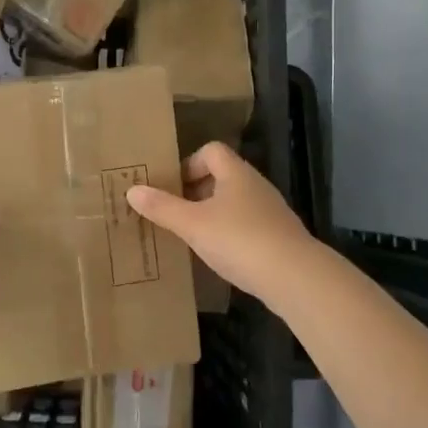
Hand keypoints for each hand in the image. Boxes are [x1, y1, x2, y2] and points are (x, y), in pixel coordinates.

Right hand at [126, 142, 311, 305]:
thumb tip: (132, 190)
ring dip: (212, 214)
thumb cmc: (240, 240)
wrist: (295, 277)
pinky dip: (230, 234)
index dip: (189, 163)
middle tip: (175, 213)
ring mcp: (270, 211)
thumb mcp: (193, 224)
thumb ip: (162, 207)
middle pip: (222, 176)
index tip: (172, 188)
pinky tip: (219, 256)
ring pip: (234, 203)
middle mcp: (255, 185)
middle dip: (196, 192)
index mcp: (235, 173)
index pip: (211, 150)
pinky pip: (247, 225)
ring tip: (192, 236)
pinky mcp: (278, 237)